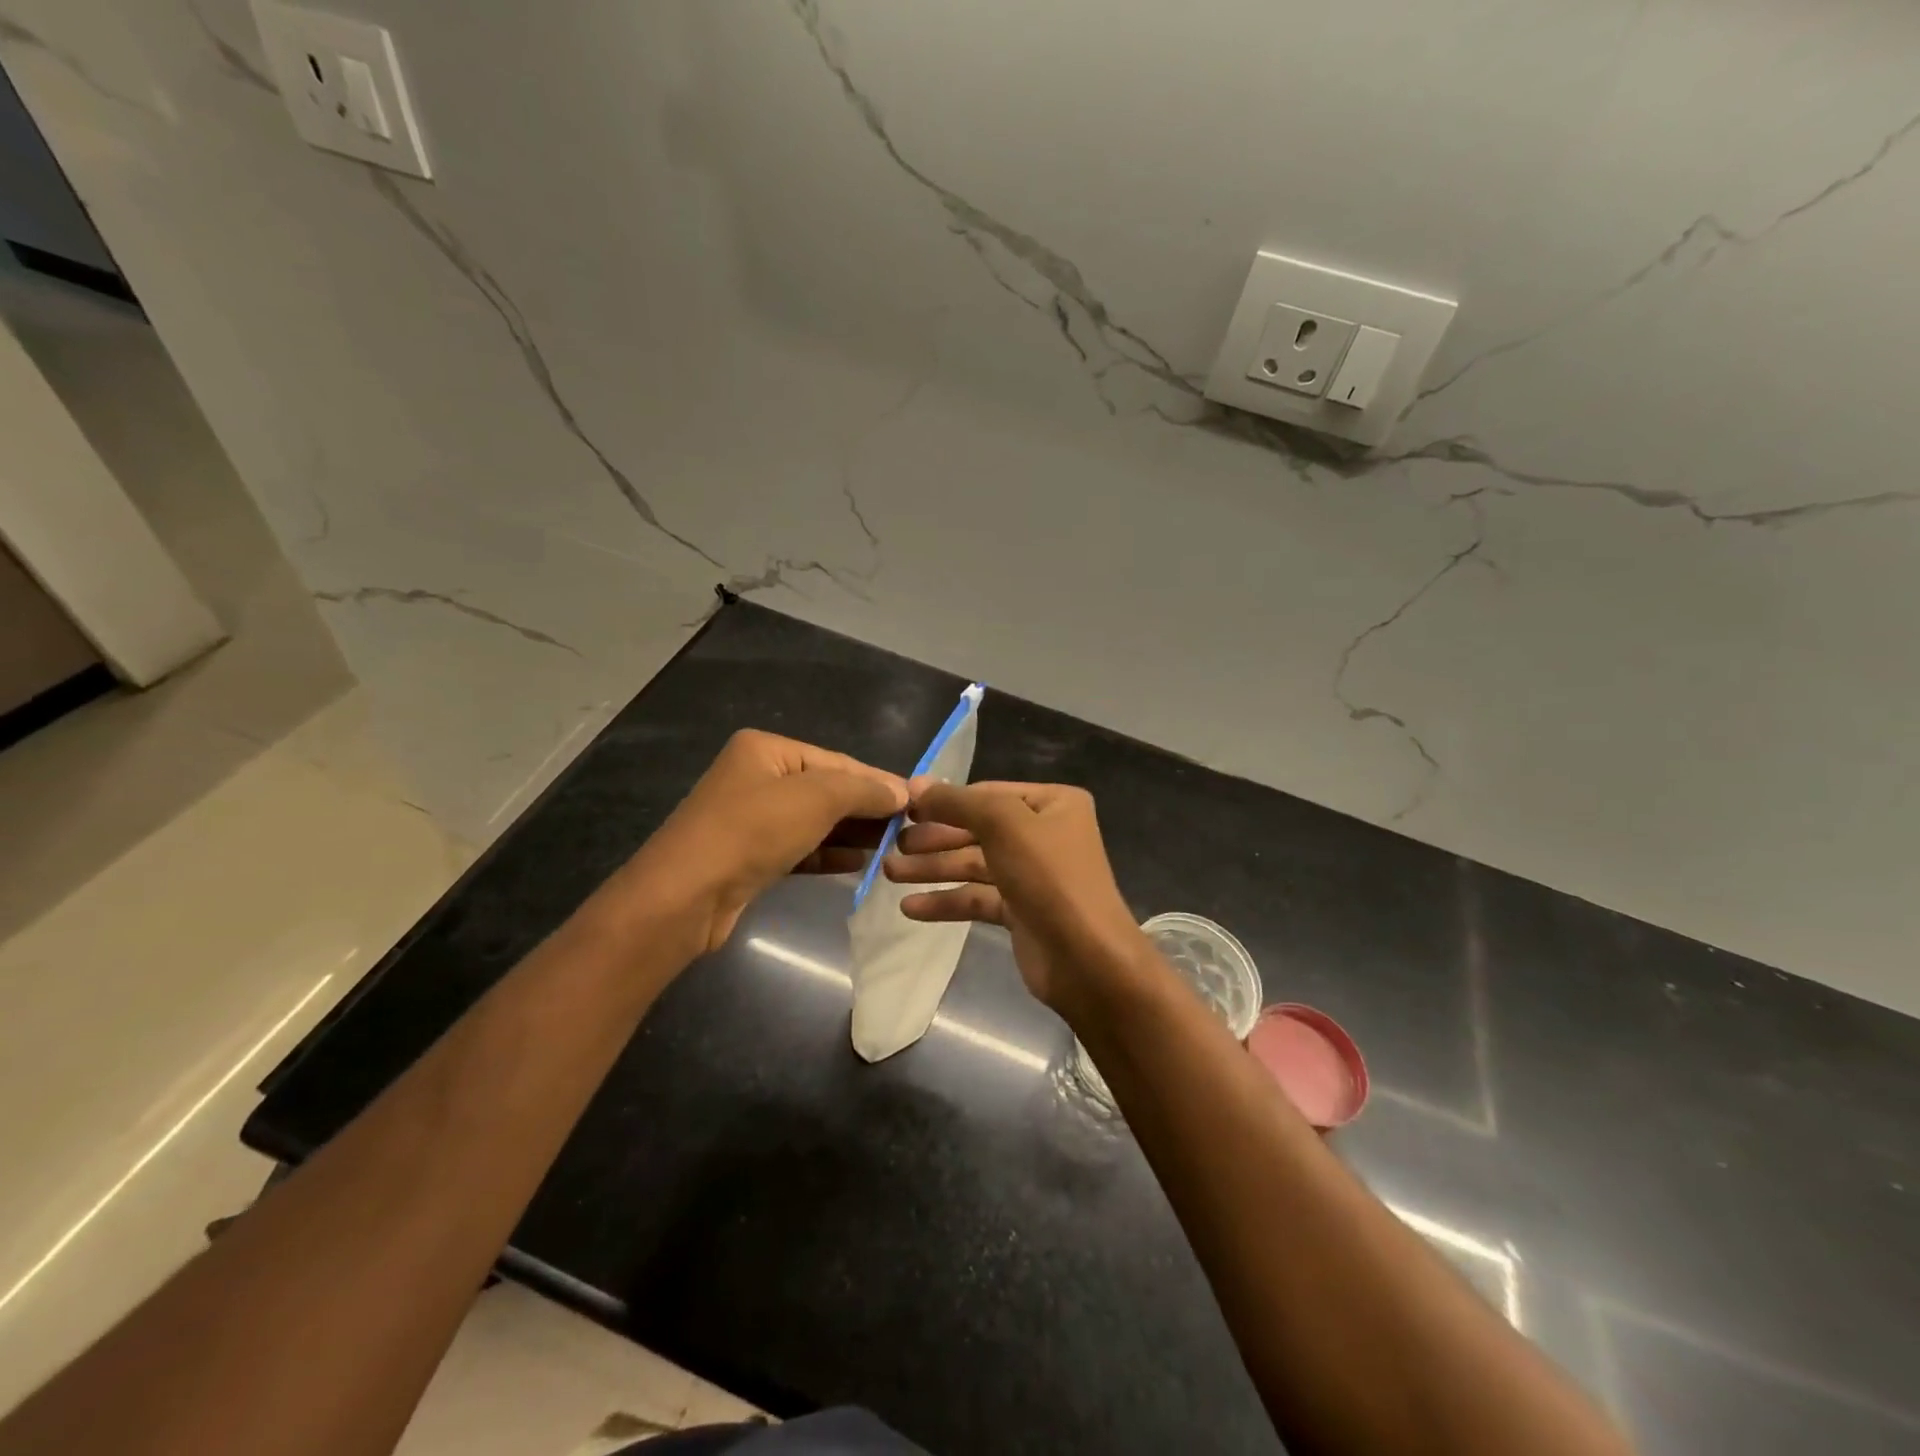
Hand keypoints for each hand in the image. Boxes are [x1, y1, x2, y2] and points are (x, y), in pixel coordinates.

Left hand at [622, 730, 906, 953]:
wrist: (684, 897)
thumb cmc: (751, 832)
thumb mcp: (815, 799)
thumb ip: (862, 790)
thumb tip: (902, 791)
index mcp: (766, 750)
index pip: (837, 761)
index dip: (878, 781)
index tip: (918, 801)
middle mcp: (757, 777)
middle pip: (826, 790)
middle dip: (866, 809)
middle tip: (909, 828)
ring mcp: (751, 818)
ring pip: (814, 821)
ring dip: (851, 833)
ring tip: (892, 847)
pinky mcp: (750, 856)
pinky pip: (800, 847)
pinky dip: (828, 853)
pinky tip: (858, 863)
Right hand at [883, 780, 1149, 1014]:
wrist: (1086, 960)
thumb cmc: (1049, 877)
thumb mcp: (1003, 824)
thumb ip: (958, 802)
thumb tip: (916, 784)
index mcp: (1053, 803)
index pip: (988, 793)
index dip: (945, 800)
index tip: (902, 808)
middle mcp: (1045, 834)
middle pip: (978, 829)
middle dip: (935, 837)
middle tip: (891, 844)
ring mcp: (1033, 874)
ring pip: (974, 864)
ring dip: (933, 868)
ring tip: (889, 872)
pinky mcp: (1021, 911)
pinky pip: (977, 897)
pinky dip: (946, 900)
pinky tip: (910, 908)